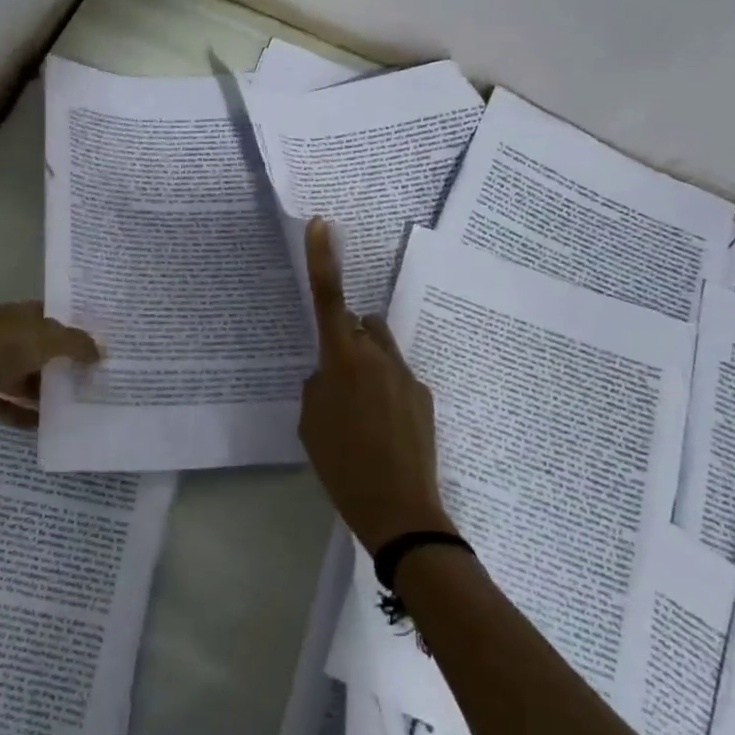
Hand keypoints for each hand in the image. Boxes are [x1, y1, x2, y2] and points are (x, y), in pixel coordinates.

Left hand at [0, 301, 99, 427]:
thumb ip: (76, 344)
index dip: (70, 325)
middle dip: (60, 360)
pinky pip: (7, 404)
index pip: (47, 314)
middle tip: (88, 375)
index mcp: (15, 315)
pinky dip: (24, 413)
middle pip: (36, 347)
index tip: (93, 342)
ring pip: (22, 376)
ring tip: (71, 402)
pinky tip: (44, 425)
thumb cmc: (0, 351)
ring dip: (43, 390)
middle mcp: (0, 336)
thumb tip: (101, 352)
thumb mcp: (46, 340)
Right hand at [299, 219, 451, 552]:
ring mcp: (406, 375)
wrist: (400, 511)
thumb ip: (316, 386)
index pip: (328, 299)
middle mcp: (378, 356)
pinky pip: (397, 377)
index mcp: (342, 360)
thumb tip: (329, 374)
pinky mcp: (423, 395)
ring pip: (381, 349)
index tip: (321, 224)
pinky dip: (385, 390)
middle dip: (347, 336)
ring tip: (360, 411)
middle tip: (336, 380)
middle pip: (360, 324)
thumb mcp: (311, 424)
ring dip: (367, 363)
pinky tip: (382, 431)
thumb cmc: (343, 465)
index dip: (322, 259)